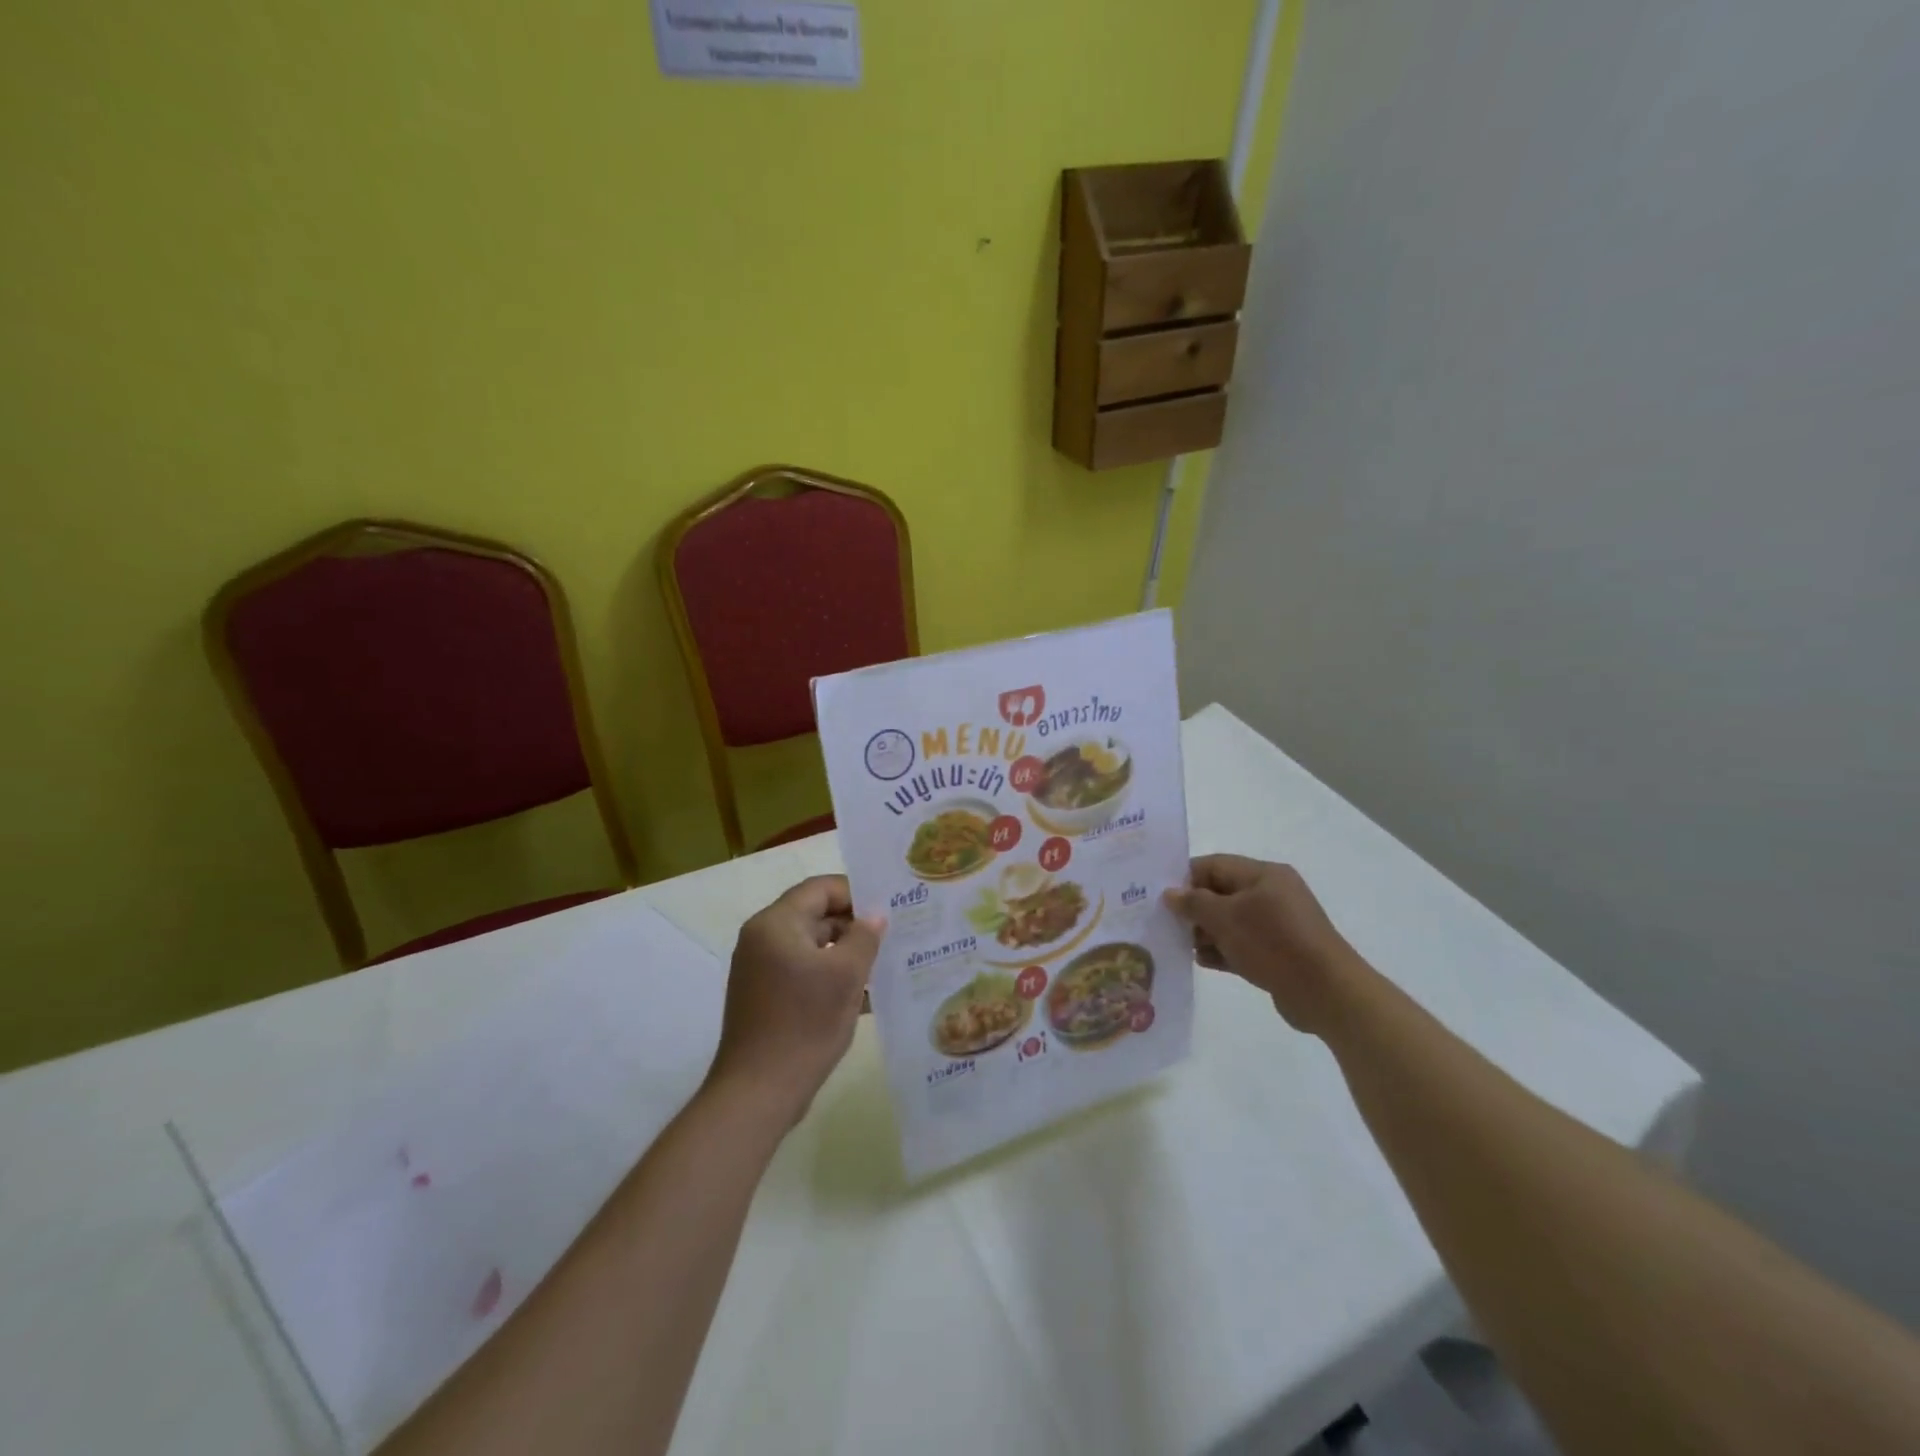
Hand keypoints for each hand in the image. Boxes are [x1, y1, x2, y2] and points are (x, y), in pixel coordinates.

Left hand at [707, 876, 883, 1123]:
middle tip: (893, 936)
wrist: (758, 1092)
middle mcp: (761, 939)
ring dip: (845, 953)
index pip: (820, 888)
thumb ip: (864, 937)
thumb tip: (875, 916)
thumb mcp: (846, 975)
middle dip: (854, 925)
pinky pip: (802, 972)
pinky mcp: (764, 997)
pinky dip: (829, 976)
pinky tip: (862, 995)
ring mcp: (760, 970)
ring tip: (884, 965)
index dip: (857, 893)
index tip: (888, 908)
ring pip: (811, 946)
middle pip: (815, 915)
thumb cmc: (804, 1024)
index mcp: (775, 924)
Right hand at [1164, 855, 1361, 1032]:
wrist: (1326, 993)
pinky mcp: (1279, 953)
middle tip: (1165, 923)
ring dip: (1205, 932)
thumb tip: (1170, 893)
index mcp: (1264, 875)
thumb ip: (1194, 903)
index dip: (1186, 878)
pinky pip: (1242, 945)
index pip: (1215, 865)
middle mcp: (1272, 894)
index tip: (1160, 896)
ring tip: (1180, 945)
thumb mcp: (1225, 918)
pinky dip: (1222, 950)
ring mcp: (1277, 925)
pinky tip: (1201, 961)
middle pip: (1221, 893)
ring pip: (1231, 922)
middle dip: (1194, 908)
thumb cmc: (1273, 943)